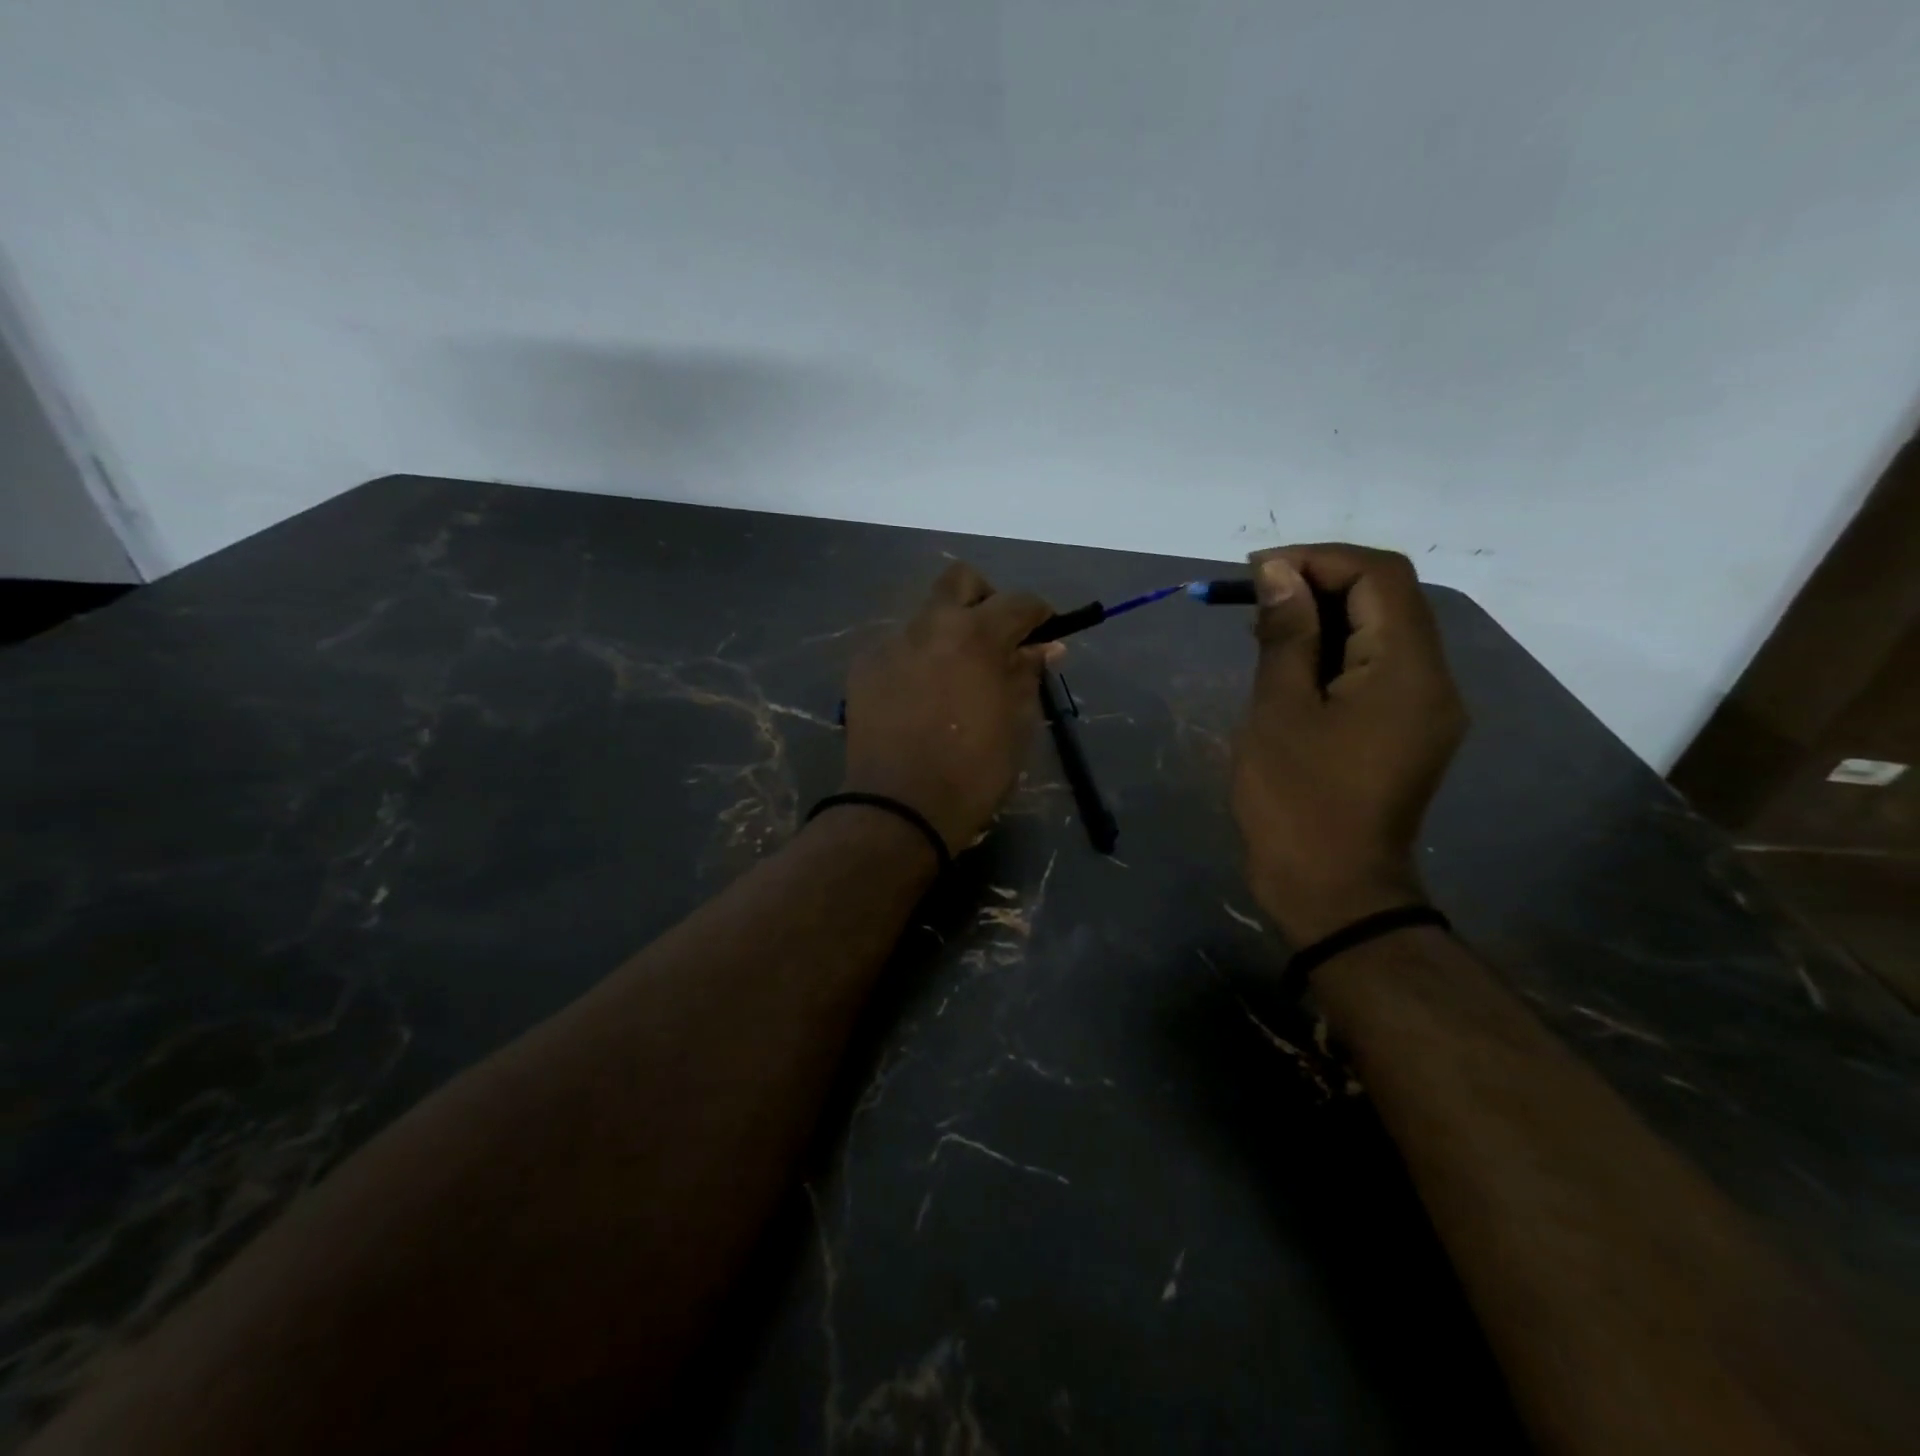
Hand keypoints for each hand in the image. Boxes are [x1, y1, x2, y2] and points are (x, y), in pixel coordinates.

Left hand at [842, 563, 1059, 854]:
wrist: (899, 807)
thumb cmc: (973, 770)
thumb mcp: (1017, 724)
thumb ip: (1027, 675)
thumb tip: (1044, 647)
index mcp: (976, 635)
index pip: (1018, 602)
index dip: (1039, 613)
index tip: (1044, 632)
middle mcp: (930, 625)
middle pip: (960, 581)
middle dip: (984, 599)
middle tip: (994, 637)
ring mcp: (891, 644)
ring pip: (925, 615)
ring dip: (946, 631)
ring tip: (953, 675)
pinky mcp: (863, 667)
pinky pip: (898, 647)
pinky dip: (916, 658)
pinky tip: (919, 696)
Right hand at [1232, 544, 1466, 944]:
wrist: (1333, 890)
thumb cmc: (1296, 801)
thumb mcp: (1279, 710)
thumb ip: (1284, 634)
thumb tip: (1278, 571)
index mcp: (1407, 670)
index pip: (1379, 576)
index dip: (1318, 559)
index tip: (1257, 572)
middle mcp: (1432, 680)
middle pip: (1387, 598)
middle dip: (1319, 585)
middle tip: (1254, 602)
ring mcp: (1425, 708)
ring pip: (1381, 632)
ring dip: (1324, 618)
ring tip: (1262, 634)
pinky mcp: (1407, 731)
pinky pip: (1377, 668)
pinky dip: (1334, 652)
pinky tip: (1289, 668)